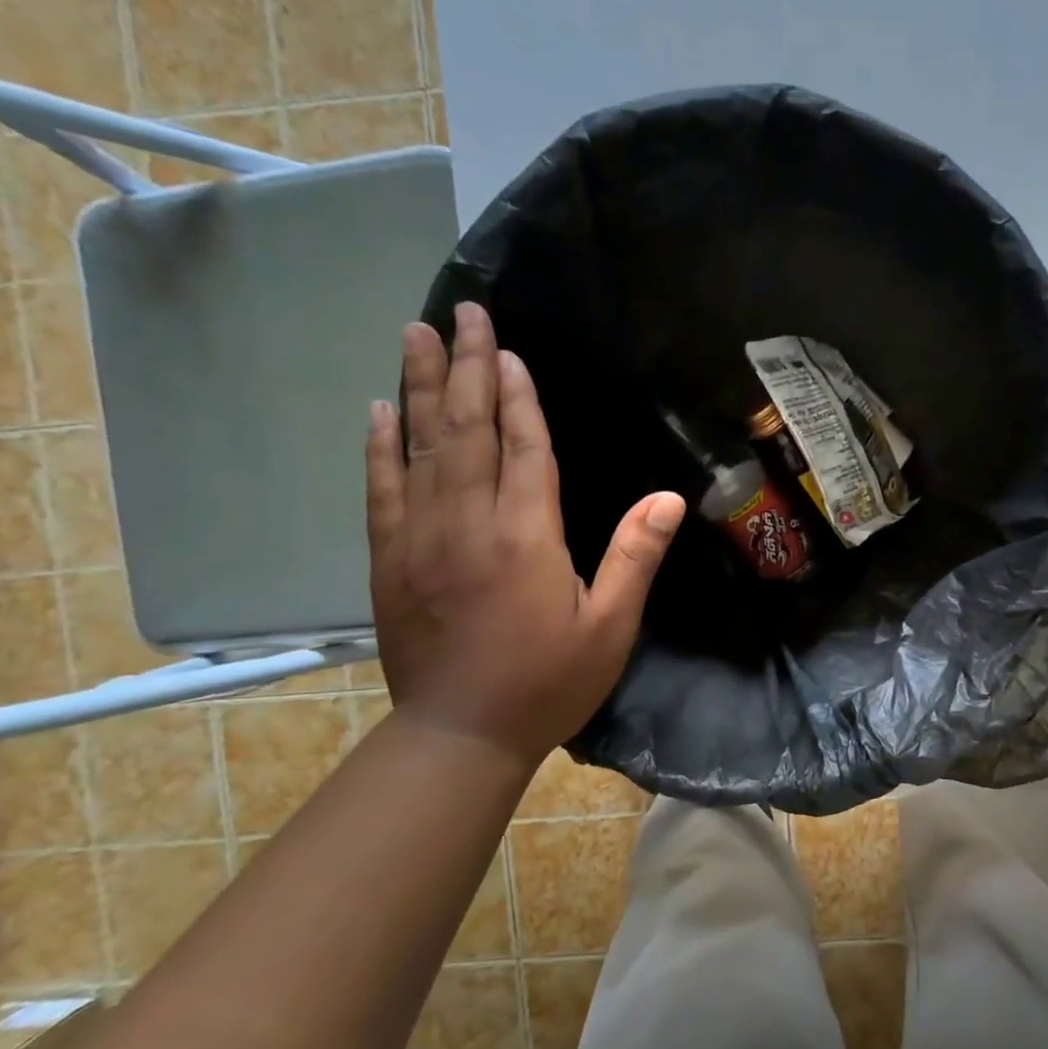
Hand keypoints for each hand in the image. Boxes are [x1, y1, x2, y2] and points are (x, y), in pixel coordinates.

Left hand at [365, 303, 685, 766]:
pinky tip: (379, 411)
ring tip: (416, 334)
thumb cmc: (547, 682)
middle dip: (465, 367)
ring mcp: (420, 538)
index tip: (508, 350)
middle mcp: (468, 523)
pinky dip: (380, 446)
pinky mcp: (389, 559)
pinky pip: (382, 489)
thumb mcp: (610, 626)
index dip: (517, 396)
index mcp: (527, 536)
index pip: (523, 448)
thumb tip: (668, 498)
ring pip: (419, 447)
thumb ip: (635, 557)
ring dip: (418, 387)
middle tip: (462, 313)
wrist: (460, 735)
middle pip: (466, 430)